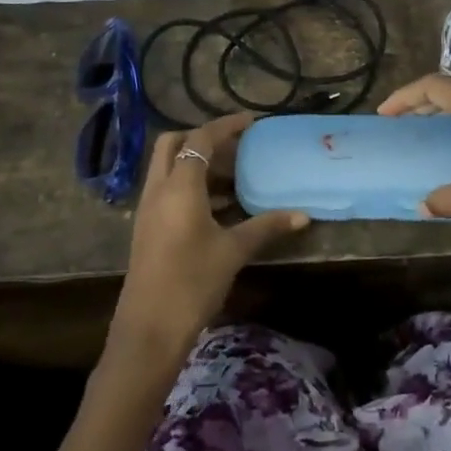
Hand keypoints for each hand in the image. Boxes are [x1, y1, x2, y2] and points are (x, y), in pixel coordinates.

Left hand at [107, 113, 308, 370]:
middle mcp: (158, 189)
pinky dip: (190, 185)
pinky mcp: (147, 228)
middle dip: (202, 138)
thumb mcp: (233, 251)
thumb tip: (303, 215)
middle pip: (173, 144)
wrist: (149, 328)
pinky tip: (219, 206)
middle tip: (235, 146)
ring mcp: (149, 209)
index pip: (200, 140)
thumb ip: (266, 227)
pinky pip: (167, 190)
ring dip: (196, 163)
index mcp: (179, 186)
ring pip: (168, 168)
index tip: (251, 121)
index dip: (226, 126)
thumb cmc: (192, 282)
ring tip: (234, 174)